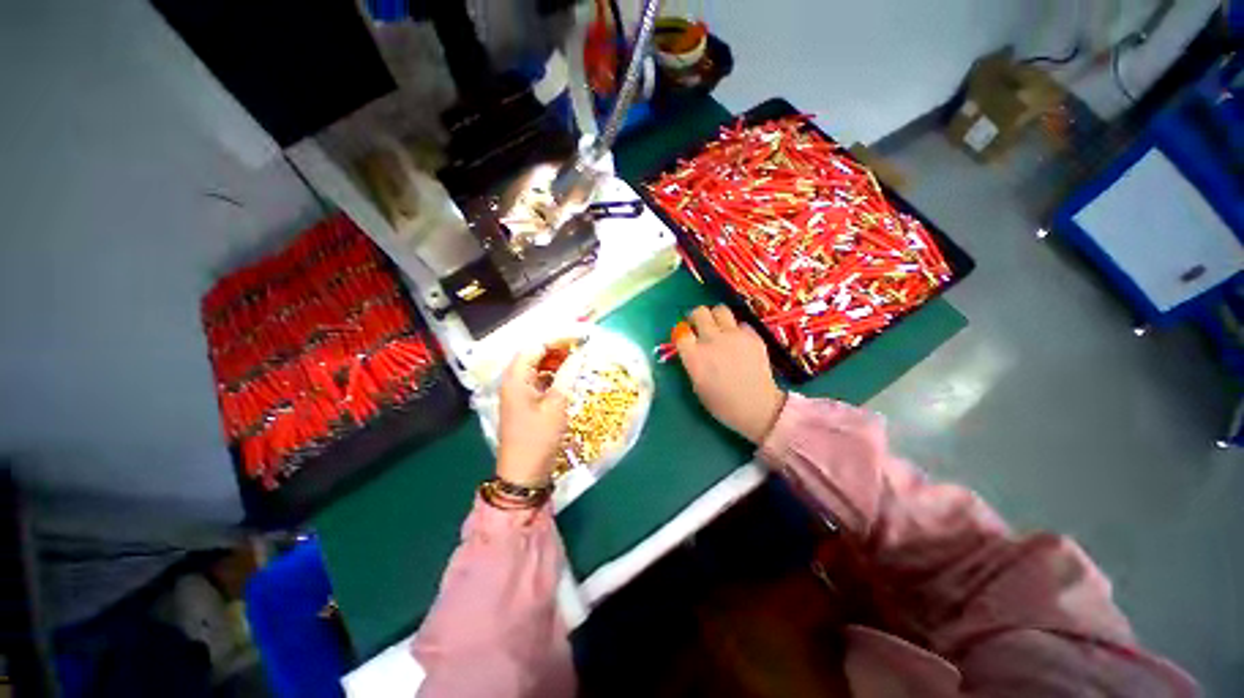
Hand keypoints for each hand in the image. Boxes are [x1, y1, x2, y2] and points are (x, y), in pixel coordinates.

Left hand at [496, 348, 582, 487]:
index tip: (581, 336)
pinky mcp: (523, 401)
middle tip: (582, 347)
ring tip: (577, 359)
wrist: (523, 473)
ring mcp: (516, 391)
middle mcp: (512, 379)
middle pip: (534, 353)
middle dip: (558, 347)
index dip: (559, 338)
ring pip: (536, 366)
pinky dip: (552, 374)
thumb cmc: (538, 438)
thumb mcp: (557, 404)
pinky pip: (537, 379)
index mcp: (516, 377)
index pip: (536, 345)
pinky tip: (567, 376)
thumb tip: (580, 354)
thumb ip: (567, 374)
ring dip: (555, 360)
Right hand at [676, 306, 785, 443]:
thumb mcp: (697, 386)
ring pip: (720, 310)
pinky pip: (740, 323)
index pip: (681, 332)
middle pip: (699, 313)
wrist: (758, 407)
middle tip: (699, 326)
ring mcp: (734, 335)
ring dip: (716, 316)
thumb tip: (692, 349)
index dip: (682, 333)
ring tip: (719, 326)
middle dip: (697, 317)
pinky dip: (736, 329)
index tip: (685, 337)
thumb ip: (692, 363)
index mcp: (694, 356)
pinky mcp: (752, 335)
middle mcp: (712, 340)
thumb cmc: (722, 404)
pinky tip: (738, 340)